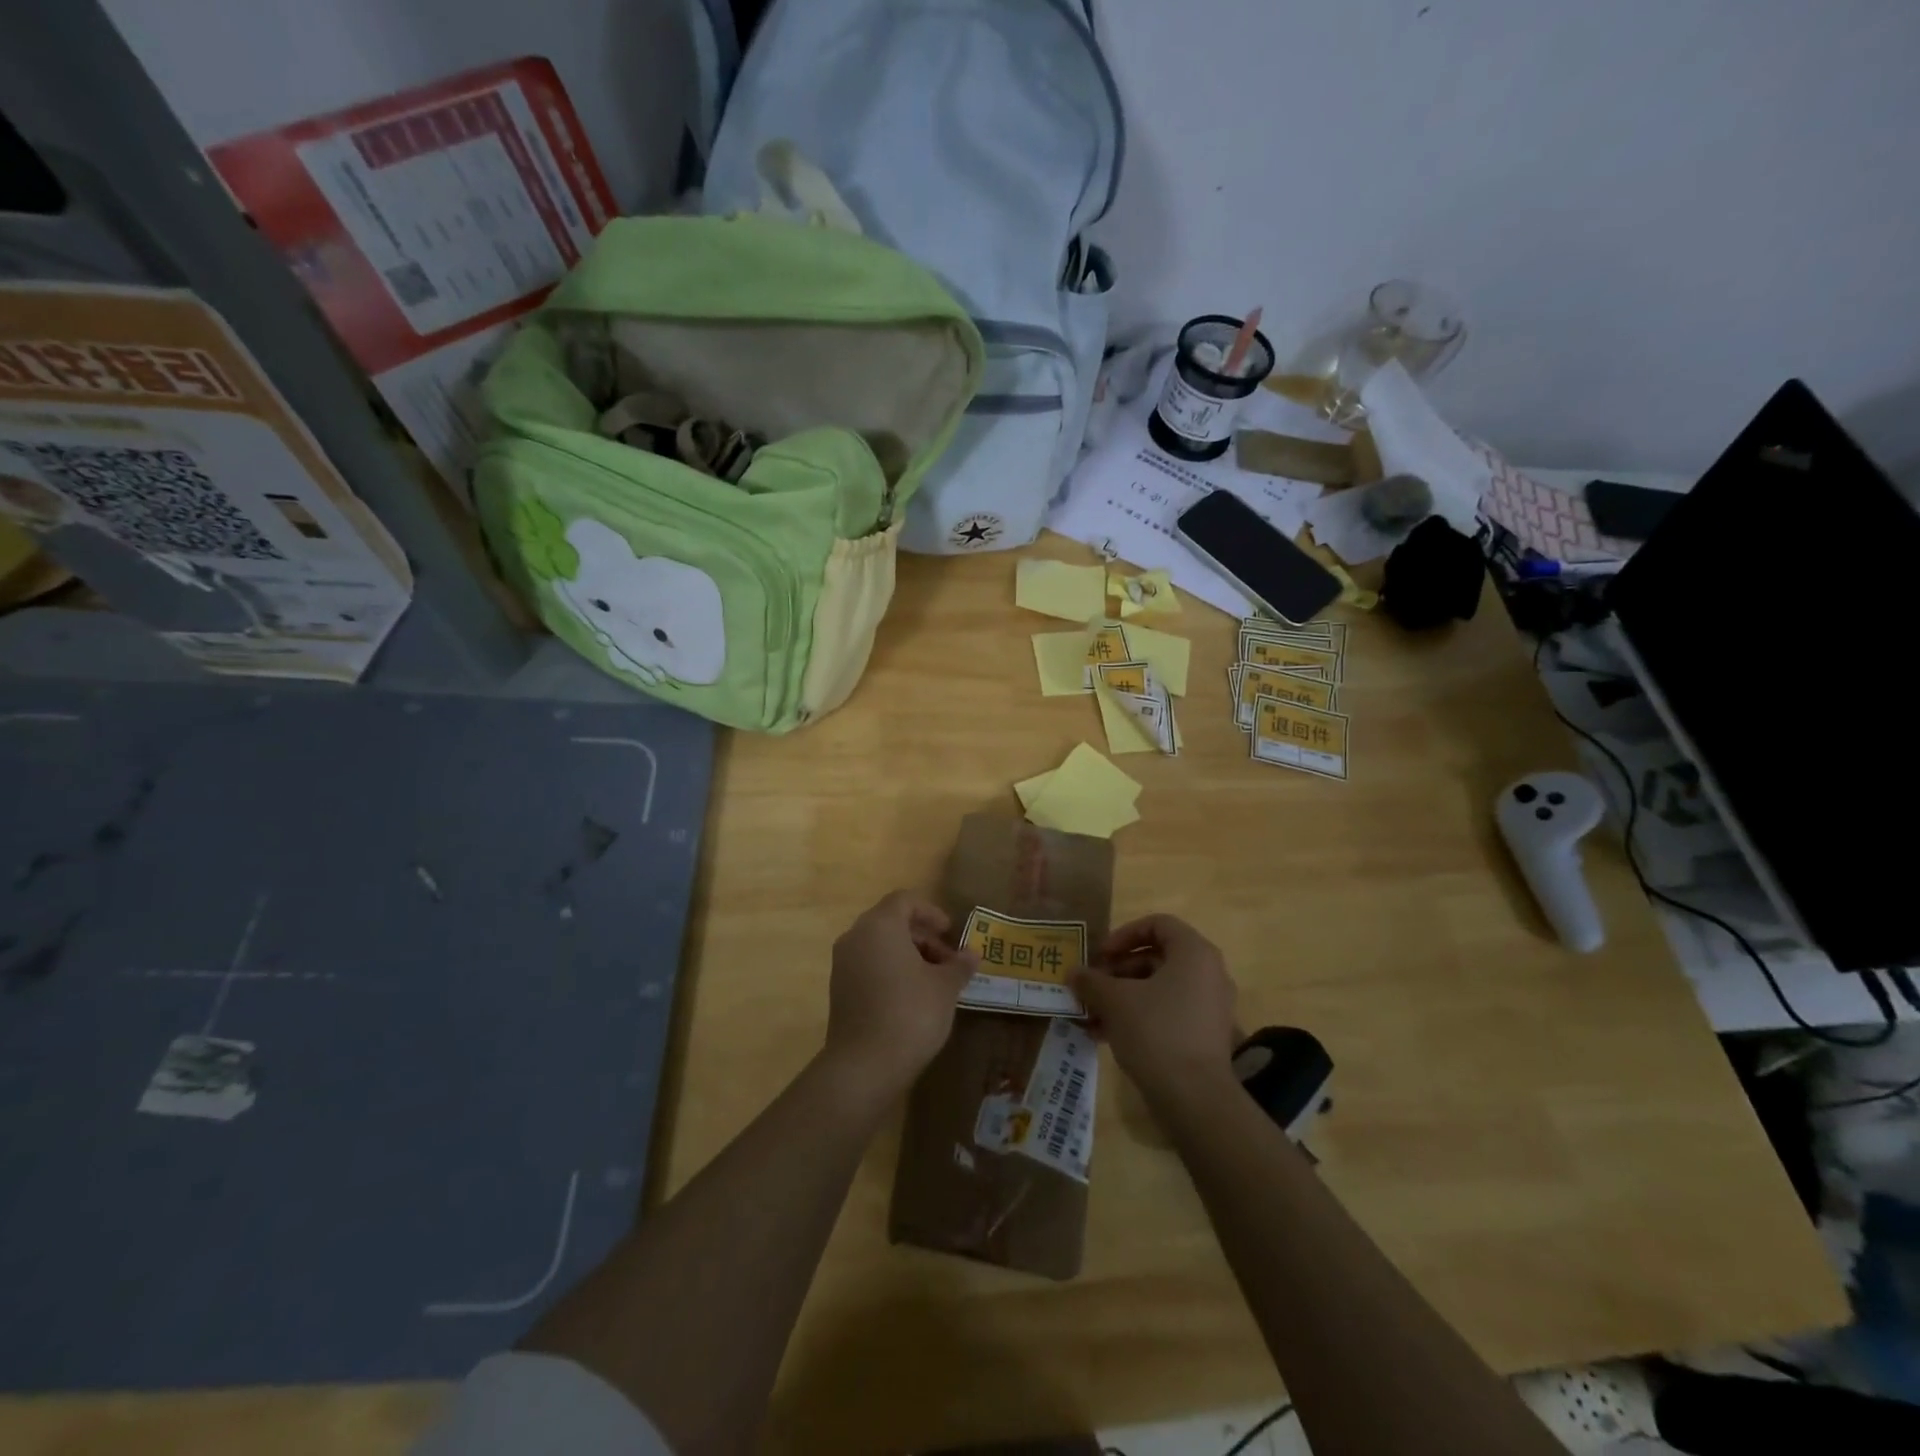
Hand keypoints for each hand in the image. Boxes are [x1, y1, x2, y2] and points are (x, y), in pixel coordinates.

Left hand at [823, 891, 978, 1102]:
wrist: (864, 1065)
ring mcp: (843, 963)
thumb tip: (972, 954)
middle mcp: (856, 937)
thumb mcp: (945, 987)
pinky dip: (891, 971)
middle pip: (892, 922)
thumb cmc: (910, 1013)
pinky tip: (912, 997)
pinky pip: (868, 965)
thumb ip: (959, 965)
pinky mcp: (839, 989)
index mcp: (880, 925)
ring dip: (908, 955)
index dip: (931, 912)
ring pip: (879, 945)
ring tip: (935, 982)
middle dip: (923, 937)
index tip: (951, 933)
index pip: (905, 900)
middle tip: (949, 962)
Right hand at [1072, 914, 1238, 1102]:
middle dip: (1118, 970)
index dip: (1123, 935)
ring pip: (1159, 988)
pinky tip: (1106, 1035)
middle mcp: (1208, 973)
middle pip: (1157, 957)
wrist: (1195, 1098)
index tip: (1100, 955)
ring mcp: (1210, 1006)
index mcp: (1194, 953)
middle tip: (1091, 986)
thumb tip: (1073, 973)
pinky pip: (1168, 1012)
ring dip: (1123, 996)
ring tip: (1091, 1014)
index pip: (1157, 924)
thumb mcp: (1114, 1001)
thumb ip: (1091, 981)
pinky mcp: (1205, 1035)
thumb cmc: (1156, 1032)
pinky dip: (1139, 1016)